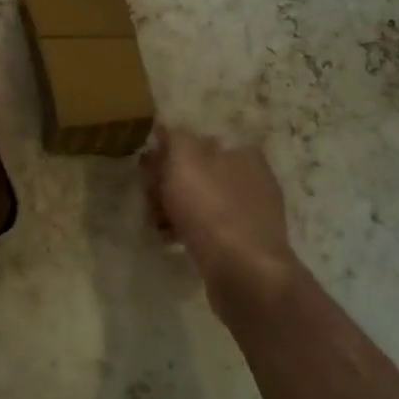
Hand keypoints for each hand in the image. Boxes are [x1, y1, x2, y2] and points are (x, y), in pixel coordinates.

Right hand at [141, 124, 309, 324]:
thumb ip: (175, 137)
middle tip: (149, 201)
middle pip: (196, 172)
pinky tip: (172, 242)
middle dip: (167, 184)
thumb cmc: (211, 209)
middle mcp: (251, 177)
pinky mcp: (245, 243)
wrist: (244, 272)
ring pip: (200, 202)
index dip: (166, 155)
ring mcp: (251, 212)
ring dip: (173, 210)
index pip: (195, 142)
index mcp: (241, 152)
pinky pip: (208, 229)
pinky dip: (188, 231)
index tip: (146, 172)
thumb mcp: (185, 160)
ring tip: (158, 225)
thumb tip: (166, 126)